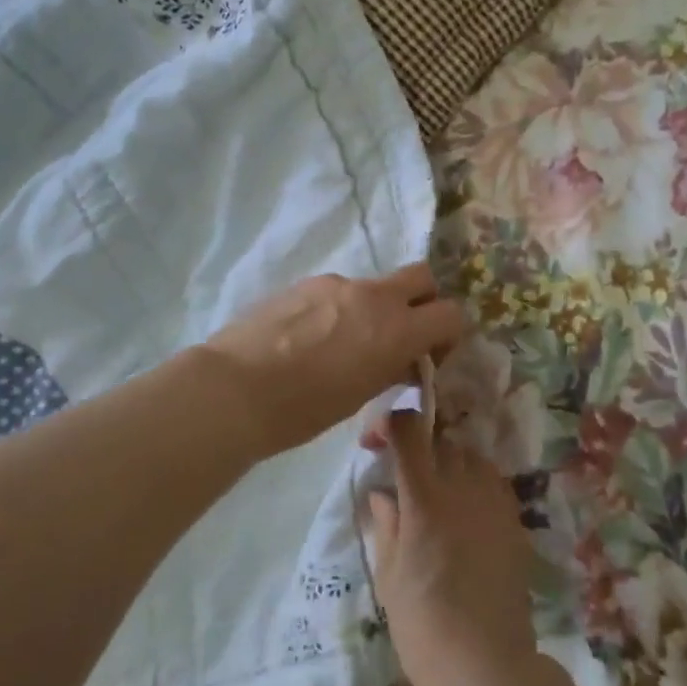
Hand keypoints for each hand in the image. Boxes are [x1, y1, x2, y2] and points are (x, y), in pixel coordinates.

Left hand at [204, 265, 465, 461]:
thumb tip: (405, 359)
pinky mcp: (305, 283)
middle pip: (421, 276)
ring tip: (343, 345)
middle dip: (423, 300)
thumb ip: (392, 367)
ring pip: (374, 286)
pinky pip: (338, 291)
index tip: (430, 355)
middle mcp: (374, 296)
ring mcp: (337, 284)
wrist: (236, 389)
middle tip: (402, 333)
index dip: (448, 334)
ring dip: (374, 308)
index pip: (451, 313)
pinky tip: (311, 339)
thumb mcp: (362, 395)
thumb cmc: (305, 408)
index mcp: (397, 328)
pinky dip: (340, 309)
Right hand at [364, 410, 539, 685]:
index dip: (389, 423)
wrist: (486, 665)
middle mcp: (463, 487)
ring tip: (435, 494)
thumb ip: (386, 524)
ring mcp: (494, 501)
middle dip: (418, 448)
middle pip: (440, 439)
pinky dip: (474, 483)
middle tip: (403, 476)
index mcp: (424, 498)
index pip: (409, 431)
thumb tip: (383, 494)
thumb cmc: (424, 626)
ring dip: (448, 463)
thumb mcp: (389, 576)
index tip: (376, 442)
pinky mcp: (514, 520)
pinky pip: (492, 481)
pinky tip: (464, 513)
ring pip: (470, 456)